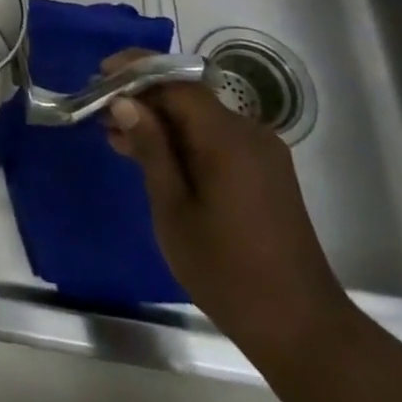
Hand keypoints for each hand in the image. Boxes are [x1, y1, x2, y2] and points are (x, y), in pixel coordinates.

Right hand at [102, 61, 358, 363]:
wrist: (302, 330)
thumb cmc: (227, 270)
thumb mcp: (173, 209)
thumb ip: (150, 149)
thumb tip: (124, 101)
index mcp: (228, 139)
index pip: (176, 81)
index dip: (135, 71)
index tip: (98, 76)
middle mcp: (250, 134)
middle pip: (188, 97)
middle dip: (143, 98)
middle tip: (100, 113)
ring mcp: (261, 154)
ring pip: (200, 118)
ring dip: (160, 122)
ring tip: (117, 138)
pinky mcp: (264, 173)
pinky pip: (215, 139)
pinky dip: (182, 140)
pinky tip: (153, 159)